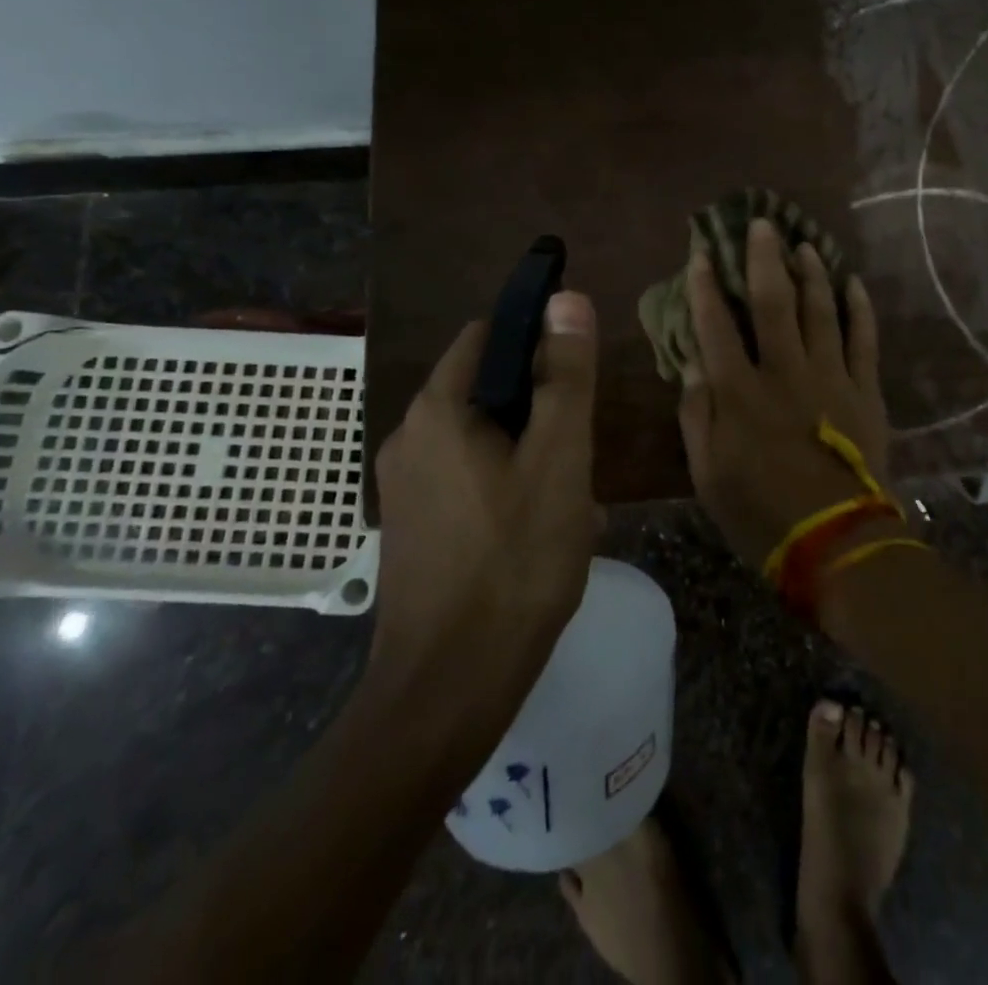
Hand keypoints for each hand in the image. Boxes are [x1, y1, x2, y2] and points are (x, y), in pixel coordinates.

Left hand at [367, 291, 600, 695]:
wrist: (450, 689)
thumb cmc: (514, 562)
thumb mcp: (558, 460)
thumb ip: (565, 376)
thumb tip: (565, 297)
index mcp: (437, 411)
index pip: (488, 337)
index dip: (538, 341)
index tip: (579, 376)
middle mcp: (408, 438)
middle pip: (489, 391)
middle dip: (541, 412)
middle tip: (581, 454)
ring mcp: (406, 488)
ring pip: (485, 441)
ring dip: (532, 455)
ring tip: (572, 501)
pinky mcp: (414, 528)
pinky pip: (470, 481)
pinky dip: (510, 487)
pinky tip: (543, 531)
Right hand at [678, 218, 893, 568]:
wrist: (837, 544)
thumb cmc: (761, 513)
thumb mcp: (708, 475)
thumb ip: (697, 416)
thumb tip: (692, 364)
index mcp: (739, 393)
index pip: (715, 325)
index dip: (706, 286)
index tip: (702, 254)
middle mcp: (783, 372)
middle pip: (772, 302)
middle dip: (764, 258)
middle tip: (762, 223)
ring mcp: (830, 377)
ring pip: (820, 310)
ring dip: (811, 273)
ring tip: (806, 244)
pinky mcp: (865, 391)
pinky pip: (864, 339)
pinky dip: (860, 308)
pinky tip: (854, 283)